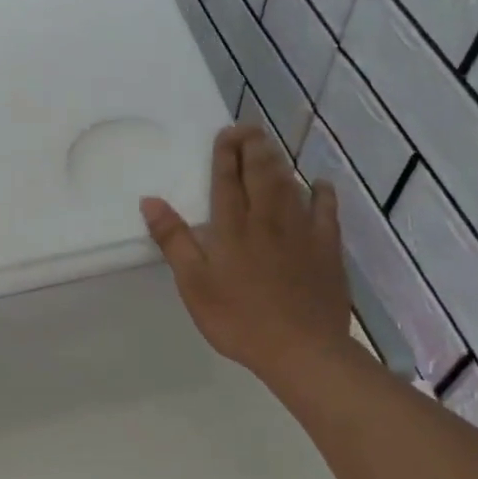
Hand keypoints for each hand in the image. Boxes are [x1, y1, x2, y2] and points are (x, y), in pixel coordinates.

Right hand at [141, 125, 352, 382]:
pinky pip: (326, 210)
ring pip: (290, 184)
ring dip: (279, 161)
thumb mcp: (194, 284)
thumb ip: (174, 240)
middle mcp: (268, 218)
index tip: (224, 133)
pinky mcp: (327, 247)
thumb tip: (150, 200)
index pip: (227, 178)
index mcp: (233, 226)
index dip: (225, 153)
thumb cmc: (239, 319)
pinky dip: (322, 192)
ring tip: (270, 147)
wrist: (302, 349)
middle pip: (261, 171)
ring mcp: (301, 230)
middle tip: (247, 129)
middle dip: (253, 145)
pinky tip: (320, 184)